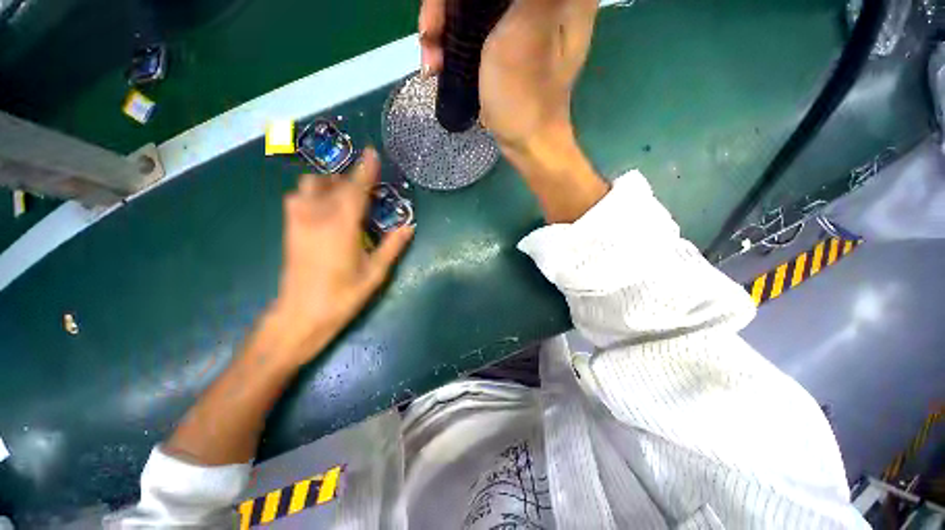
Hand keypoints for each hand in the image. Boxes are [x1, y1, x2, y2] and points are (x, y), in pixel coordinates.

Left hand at [263, 148, 413, 366]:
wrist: (300, 315)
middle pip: (330, 182)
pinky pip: (300, 197)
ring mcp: (297, 219)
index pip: (355, 188)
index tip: (372, 154)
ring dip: (329, 183)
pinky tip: (328, 208)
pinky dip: (315, 193)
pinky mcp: (289, 227)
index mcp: (340, 224)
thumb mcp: (375, 272)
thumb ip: (393, 245)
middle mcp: (315, 214)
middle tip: (366, 186)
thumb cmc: (343, 295)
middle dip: (348, 177)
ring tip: (346, 195)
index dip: (365, 170)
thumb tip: (409, 226)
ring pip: (310, 185)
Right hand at [419, 0, 598, 149]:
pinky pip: (471, 27)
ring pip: (470, 4)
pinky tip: (436, 63)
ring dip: (441, 26)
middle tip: (429, 32)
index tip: (445, 7)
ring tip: (429, 58)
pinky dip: (449, 42)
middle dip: (446, 5)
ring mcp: (520, 20)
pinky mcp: (504, 42)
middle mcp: (541, 0)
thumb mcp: (523, 32)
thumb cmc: (526, 98)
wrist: (526, 144)